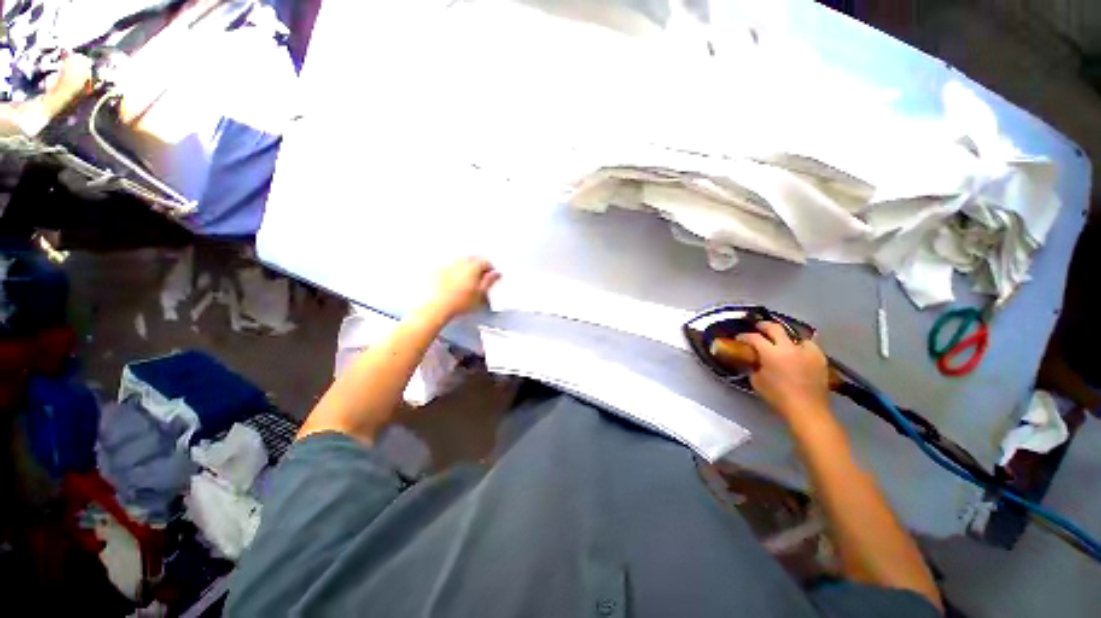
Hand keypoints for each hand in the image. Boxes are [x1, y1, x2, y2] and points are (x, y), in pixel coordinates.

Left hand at [427, 257, 500, 319]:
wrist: (436, 308)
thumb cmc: (458, 303)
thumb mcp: (480, 295)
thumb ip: (489, 282)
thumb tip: (495, 274)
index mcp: (472, 267)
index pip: (485, 262)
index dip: (490, 269)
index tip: (491, 277)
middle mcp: (459, 262)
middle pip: (472, 258)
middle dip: (478, 266)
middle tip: (480, 278)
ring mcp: (446, 265)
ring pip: (460, 261)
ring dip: (465, 267)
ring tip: (466, 280)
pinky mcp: (436, 270)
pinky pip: (447, 266)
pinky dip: (452, 271)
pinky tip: (453, 281)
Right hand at [736, 322, 830, 422]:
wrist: (807, 409)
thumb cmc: (778, 396)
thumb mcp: (757, 382)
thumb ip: (754, 367)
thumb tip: (754, 362)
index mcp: (770, 353)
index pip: (754, 337)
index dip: (744, 336)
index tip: (739, 338)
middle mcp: (788, 347)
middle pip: (774, 328)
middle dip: (764, 326)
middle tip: (758, 328)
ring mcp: (806, 351)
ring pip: (795, 335)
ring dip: (786, 337)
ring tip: (783, 343)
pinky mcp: (819, 358)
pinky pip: (809, 346)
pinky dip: (802, 346)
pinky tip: (799, 352)